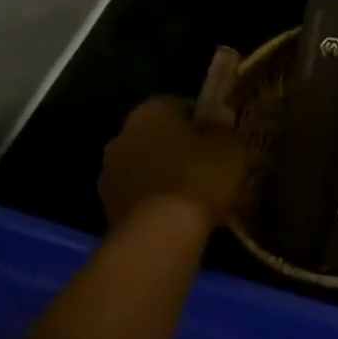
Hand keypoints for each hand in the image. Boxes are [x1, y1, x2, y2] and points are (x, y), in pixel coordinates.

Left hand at [98, 94, 248, 229]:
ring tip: (195, 191)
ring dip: (165, 173)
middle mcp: (122, 136)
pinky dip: (156, 198)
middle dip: (179, 145)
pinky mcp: (108, 207)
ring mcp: (110, 173)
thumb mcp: (229, 147)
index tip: (220, 135)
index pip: (177, 103)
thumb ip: (223, 127)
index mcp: (150, 112)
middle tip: (208, 163)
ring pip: (146, 164)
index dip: (201, 118)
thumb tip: (218, 114)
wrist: (160, 235)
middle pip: (157, 134)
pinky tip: (179, 212)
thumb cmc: (199, 178)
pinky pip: (140, 193)